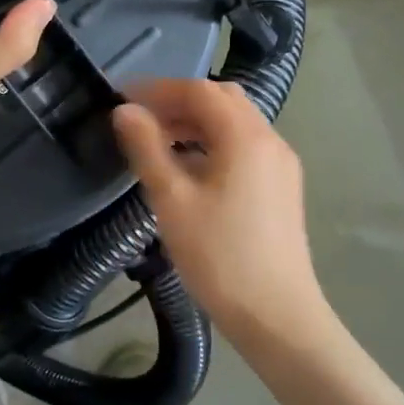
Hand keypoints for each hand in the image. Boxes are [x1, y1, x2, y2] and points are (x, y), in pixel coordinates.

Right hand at [113, 79, 323, 337]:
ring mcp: (281, 164)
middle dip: (179, 102)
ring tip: (158, 142)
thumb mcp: (172, 200)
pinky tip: (189, 169)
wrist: (277, 315)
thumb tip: (124, 110)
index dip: (157, 89)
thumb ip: (147, 149)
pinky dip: (214, 143)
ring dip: (196, 123)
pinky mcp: (282, 187)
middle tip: (140, 119)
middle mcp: (270, 140)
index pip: (199, 90)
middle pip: (222, 100)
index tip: (121, 99)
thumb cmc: (219, 256)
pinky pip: (245, 147)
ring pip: (235, 124)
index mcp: (245, 136)